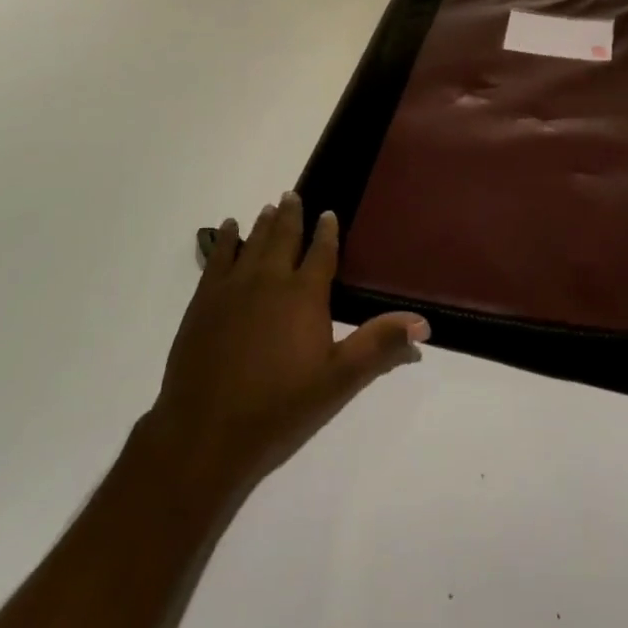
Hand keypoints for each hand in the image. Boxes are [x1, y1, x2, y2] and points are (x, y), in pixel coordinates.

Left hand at [144, 193, 428, 502]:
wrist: (205, 433)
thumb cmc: (279, 408)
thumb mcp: (338, 381)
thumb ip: (379, 346)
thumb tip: (423, 322)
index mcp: (304, 294)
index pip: (321, 251)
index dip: (327, 231)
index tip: (329, 213)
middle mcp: (269, 279)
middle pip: (283, 236)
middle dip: (291, 215)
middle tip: (293, 195)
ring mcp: (233, 287)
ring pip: (252, 242)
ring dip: (263, 223)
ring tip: (269, 207)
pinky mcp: (204, 300)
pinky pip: (217, 257)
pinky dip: (225, 239)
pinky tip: (228, 228)